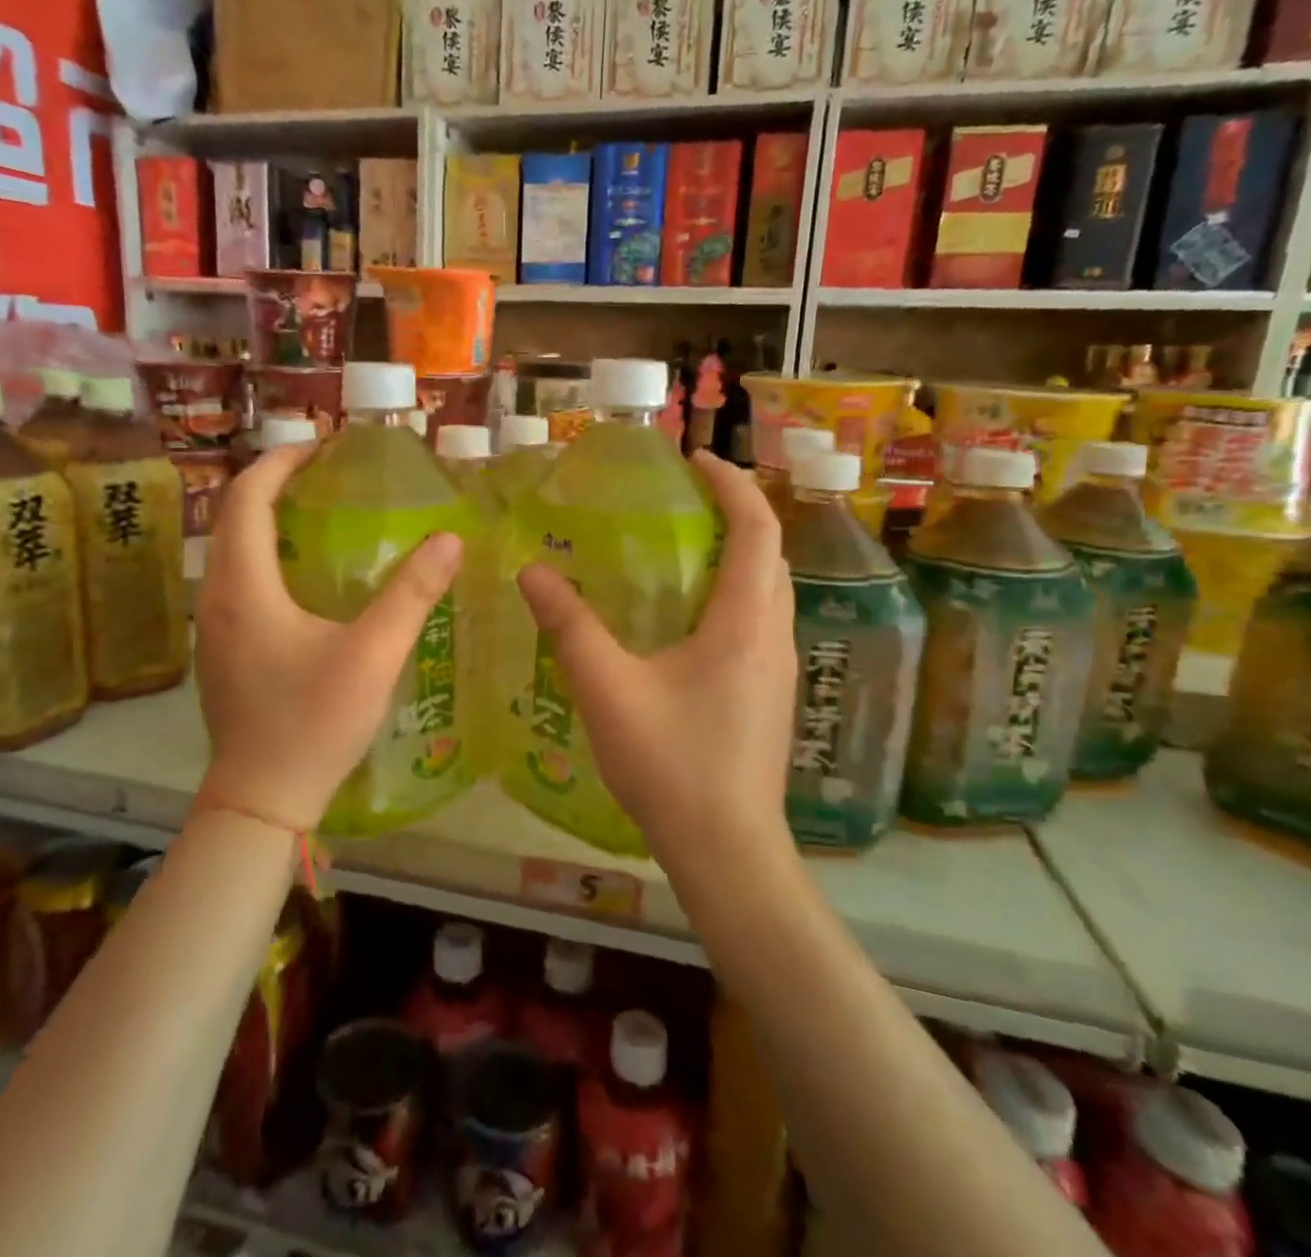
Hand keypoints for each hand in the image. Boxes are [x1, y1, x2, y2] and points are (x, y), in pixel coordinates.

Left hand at [193, 444, 462, 831]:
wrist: (260, 800)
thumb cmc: (312, 724)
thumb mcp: (372, 656)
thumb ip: (412, 595)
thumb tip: (449, 539)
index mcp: (243, 587)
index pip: (246, 497)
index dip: (280, 461)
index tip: (321, 447)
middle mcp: (215, 596)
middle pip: (234, 518)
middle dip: (275, 484)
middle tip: (328, 475)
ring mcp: (211, 626)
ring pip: (232, 550)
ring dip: (268, 520)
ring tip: (321, 514)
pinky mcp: (220, 650)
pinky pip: (236, 580)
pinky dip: (265, 555)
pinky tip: (307, 577)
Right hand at [516, 451, 796, 862]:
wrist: (727, 851)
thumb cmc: (671, 765)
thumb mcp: (608, 690)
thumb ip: (569, 627)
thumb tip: (531, 571)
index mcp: (744, 623)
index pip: (757, 528)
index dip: (732, 484)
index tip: (695, 459)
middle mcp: (774, 636)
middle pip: (770, 554)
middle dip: (736, 512)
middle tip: (683, 499)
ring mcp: (779, 669)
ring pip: (769, 589)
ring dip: (737, 554)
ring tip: (682, 546)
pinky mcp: (770, 695)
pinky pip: (760, 621)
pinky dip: (732, 593)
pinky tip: (686, 617)